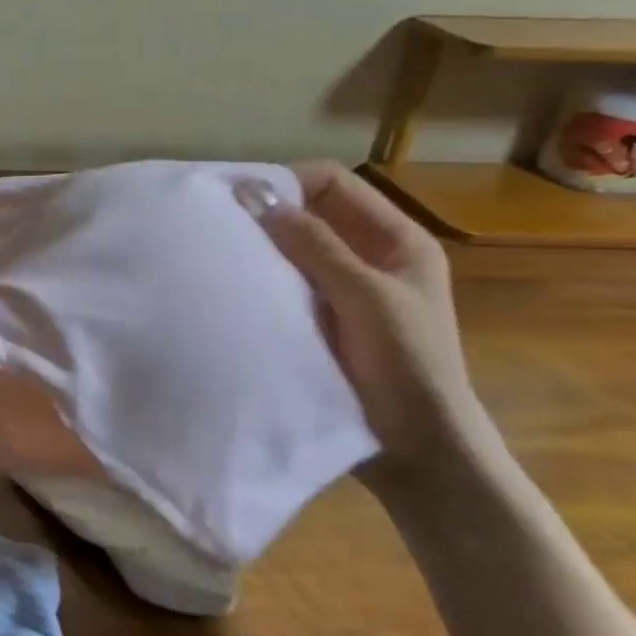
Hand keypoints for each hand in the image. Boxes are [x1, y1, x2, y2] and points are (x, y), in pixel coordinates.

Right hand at [236, 162, 503, 495]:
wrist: (418, 453)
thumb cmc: (405, 366)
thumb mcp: (365, 297)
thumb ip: (313, 244)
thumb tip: (253, 192)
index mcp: (397, 241)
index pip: (333, 184)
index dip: (288, 182)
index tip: (236, 198)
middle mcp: (370, 258)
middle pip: (311, 215)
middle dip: (267, 215)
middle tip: (217, 224)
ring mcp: (345, 292)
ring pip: (293, 251)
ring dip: (261, 249)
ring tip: (217, 253)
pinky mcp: (322, 322)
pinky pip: (285, 286)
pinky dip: (261, 280)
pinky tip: (231, 288)